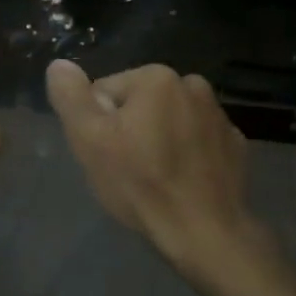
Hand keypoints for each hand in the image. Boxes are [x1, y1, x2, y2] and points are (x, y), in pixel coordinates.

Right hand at [45, 60, 286, 294]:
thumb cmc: (142, 184)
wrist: (205, 231)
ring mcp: (219, 115)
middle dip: (132, 129)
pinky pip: (200, 141)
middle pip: (142, 104)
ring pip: (173, 121)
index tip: (106, 155)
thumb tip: (60, 64)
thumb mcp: (91, 142)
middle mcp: (192, 85)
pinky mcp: (235, 143)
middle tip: (129, 170)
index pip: (107, 91)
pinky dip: (190, 154)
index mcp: (156, 78)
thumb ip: (72, 99)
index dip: (99, 124)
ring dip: (162, 139)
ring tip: (157, 179)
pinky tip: (184, 182)